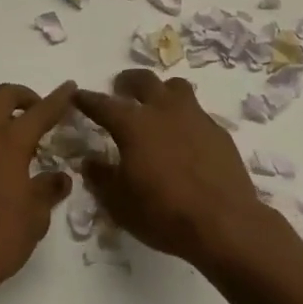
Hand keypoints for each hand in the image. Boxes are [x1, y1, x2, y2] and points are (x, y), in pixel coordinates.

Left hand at [0, 81, 78, 298]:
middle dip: (24, 97)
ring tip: (21, 140)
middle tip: (40, 113)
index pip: (39, 112)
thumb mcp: (35, 217)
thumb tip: (59, 177)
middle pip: (2, 97)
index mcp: (8, 143)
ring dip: (2, 116)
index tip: (70, 87)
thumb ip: (48, 189)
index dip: (57, 99)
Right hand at [73, 70, 277, 267]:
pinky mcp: (218, 131)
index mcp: (134, 125)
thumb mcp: (120, 204)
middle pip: (143, 80)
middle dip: (128, 81)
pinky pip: (197, 112)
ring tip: (156, 104)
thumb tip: (89, 162)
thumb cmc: (163, 213)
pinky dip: (185, 117)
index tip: (77, 95)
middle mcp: (163, 110)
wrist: (224, 223)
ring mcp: (195, 117)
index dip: (87, 99)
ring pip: (176, 87)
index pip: (103, 104)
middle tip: (121, 89)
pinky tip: (184, 137)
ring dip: (161, 91)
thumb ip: (101, 178)